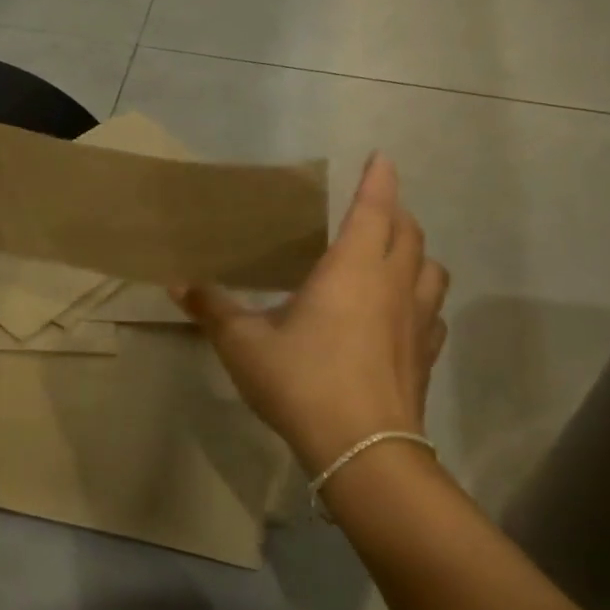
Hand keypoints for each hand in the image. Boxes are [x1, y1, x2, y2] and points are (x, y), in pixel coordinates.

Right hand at [175, 153, 448, 474]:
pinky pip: (432, 313)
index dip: (379, 180)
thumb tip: (178, 284)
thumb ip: (213, 310)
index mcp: (351, 270)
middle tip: (374, 207)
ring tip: (392, 257)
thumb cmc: (303, 382)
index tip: (381, 157)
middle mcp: (391, 286)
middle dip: (395, 211)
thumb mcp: (244, 344)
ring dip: (415, 253)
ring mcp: (416, 322)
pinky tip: (401, 315)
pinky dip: (422, 299)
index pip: (373, 209)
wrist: (364, 452)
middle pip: (409, 233)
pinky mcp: (425, 356)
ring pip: (431, 270)